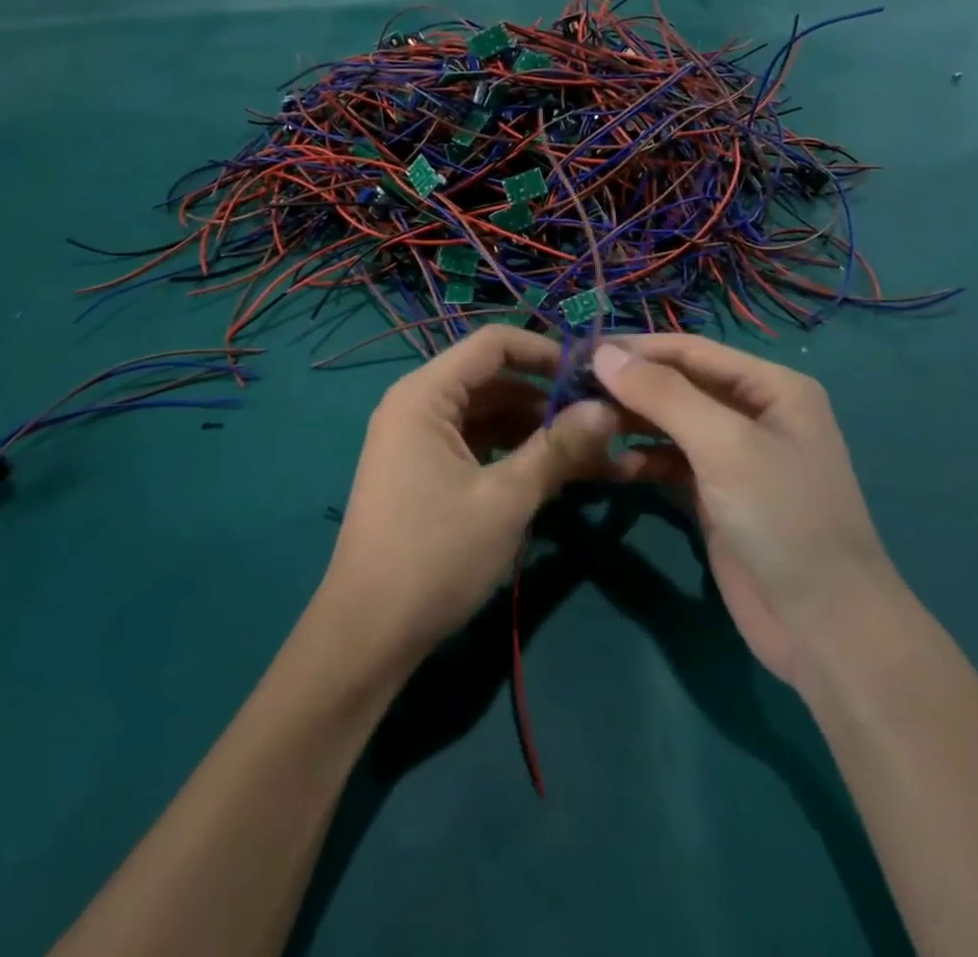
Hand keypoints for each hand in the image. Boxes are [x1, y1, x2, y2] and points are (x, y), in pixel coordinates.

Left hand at [318, 327, 621, 672]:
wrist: (368, 633)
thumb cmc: (435, 555)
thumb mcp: (506, 499)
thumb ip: (557, 448)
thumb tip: (609, 408)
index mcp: (425, 394)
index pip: (493, 344)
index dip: (546, 352)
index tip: (594, 376)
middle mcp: (418, 404)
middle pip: (492, 379)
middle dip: (547, 397)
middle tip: (604, 420)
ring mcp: (419, 439)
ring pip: (489, 414)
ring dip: (536, 429)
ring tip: (592, 452)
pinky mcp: (425, 470)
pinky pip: (477, 443)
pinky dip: (514, 452)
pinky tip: (555, 473)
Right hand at [590, 337, 897, 687]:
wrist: (825, 626)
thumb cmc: (782, 517)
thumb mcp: (723, 445)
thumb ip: (662, 394)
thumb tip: (602, 353)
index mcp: (770, 387)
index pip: (690, 350)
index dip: (635, 348)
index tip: (578, 351)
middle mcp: (753, 412)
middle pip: (678, 385)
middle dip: (628, 385)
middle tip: (570, 388)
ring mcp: (734, 456)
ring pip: (670, 423)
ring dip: (631, 421)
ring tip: (582, 422)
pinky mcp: (716, 494)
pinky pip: (670, 461)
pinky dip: (643, 458)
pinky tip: (614, 464)